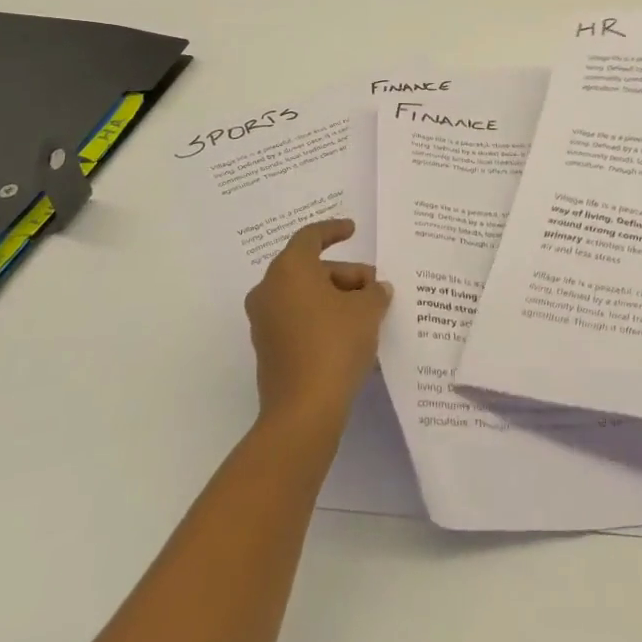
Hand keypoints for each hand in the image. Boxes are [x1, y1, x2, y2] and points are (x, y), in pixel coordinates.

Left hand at [244, 219, 391, 431]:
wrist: (303, 411)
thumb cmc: (335, 344)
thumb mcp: (367, 310)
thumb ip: (374, 292)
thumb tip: (376, 290)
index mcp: (289, 270)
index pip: (310, 237)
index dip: (334, 230)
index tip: (353, 230)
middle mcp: (269, 291)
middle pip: (310, 268)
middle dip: (344, 274)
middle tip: (374, 287)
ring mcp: (264, 323)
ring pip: (304, 296)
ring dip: (335, 297)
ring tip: (368, 312)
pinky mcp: (268, 350)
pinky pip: (298, 320)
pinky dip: (322, 318)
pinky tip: (350, 333)